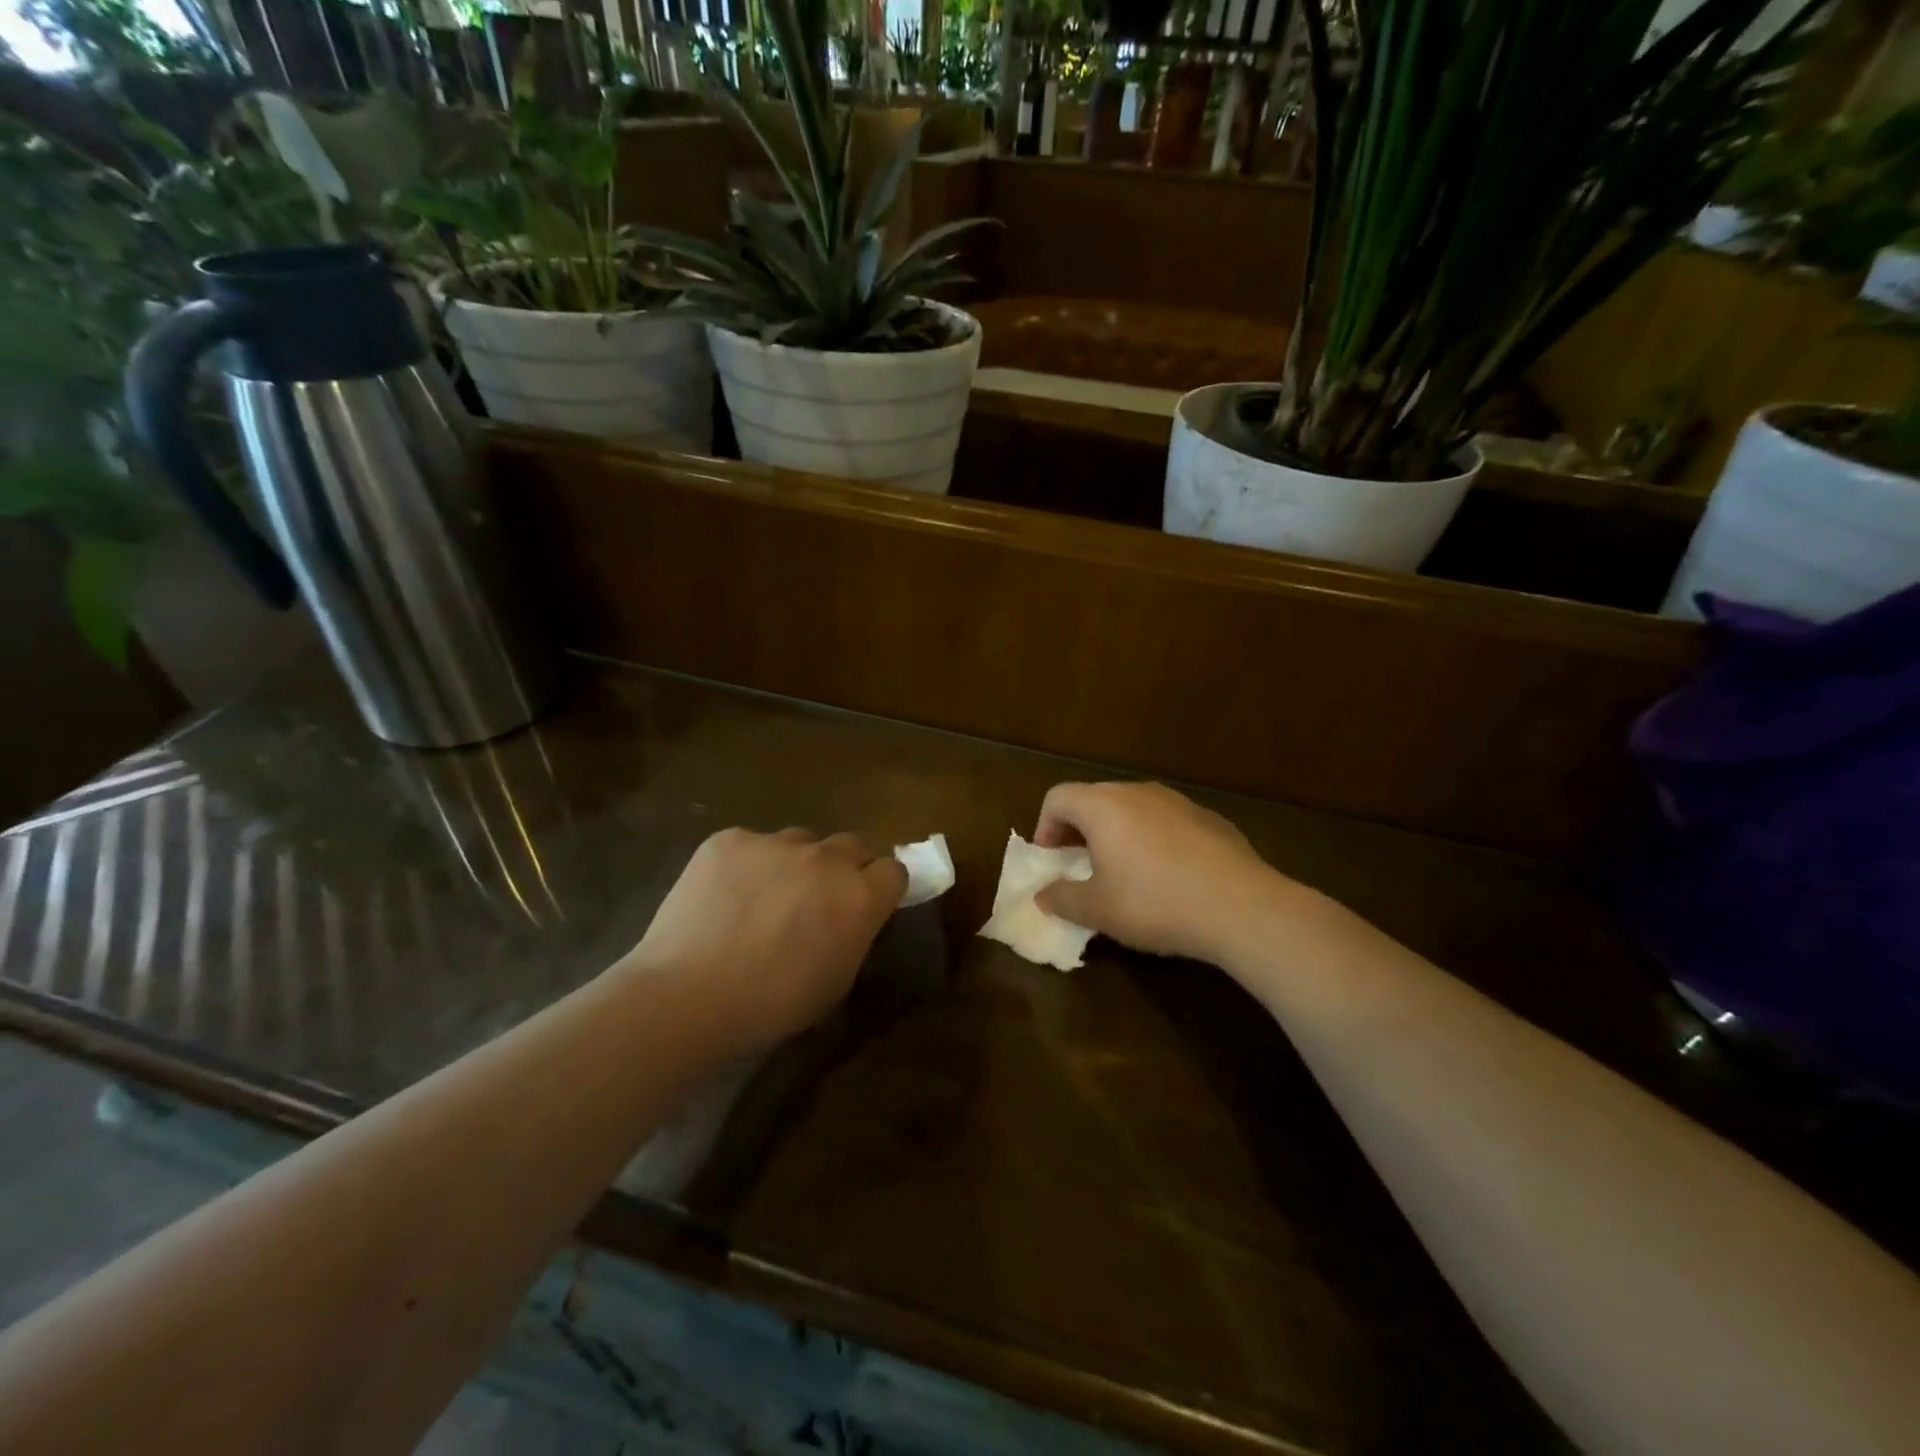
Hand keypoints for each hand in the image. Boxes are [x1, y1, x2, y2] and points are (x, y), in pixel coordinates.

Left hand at [624, 828, 906, 1052]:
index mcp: (859, 896)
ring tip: (764, 898)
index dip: (881, 887)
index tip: (866, 904)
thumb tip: (849, 918)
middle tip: (818, 899)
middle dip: (844, 868)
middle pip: (852, 845)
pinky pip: (750, 845)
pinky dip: (745, 866)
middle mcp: (826, 858)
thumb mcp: (836, 981)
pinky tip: (723, 898)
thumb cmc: (772, 1005)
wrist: (689, 995)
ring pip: (800, 841)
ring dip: (795, 863)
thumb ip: (853, 936)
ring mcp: (775, 842)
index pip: (893, 870)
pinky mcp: (730, 839)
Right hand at [1033, 782, 1288, 964]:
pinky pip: (1165, 821)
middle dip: (1078, 830)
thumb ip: (1062, 899)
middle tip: (1080, 865)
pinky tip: (1168, 876)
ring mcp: (1177, 801)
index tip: (1052, 860)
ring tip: (1123, 871)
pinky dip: (1152, 838)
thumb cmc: (1154, 902)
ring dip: (1116, 833)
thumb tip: (1043, 895)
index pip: (1058, 797)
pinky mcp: (1209, 817)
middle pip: (1094, 798)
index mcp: (1103, 805)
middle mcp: (1137, 792)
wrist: (1240, 906)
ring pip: (1132, 808)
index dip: (1044, 827)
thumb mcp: (1098, 910)